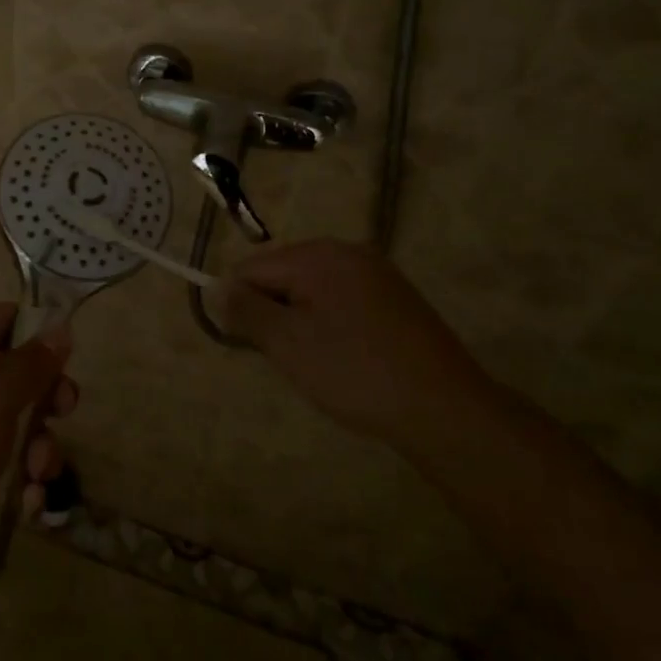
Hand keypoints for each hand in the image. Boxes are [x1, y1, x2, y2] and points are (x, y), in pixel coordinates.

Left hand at [0, 304, 76, 566]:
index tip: (67, 360)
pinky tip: (27, 507)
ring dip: (38, 452)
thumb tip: (59, 327)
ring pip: (16, 430)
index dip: (39, 333)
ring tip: (36, 477)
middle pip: (17, 377)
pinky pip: (2, 472)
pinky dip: (20, 486)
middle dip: (47, 401)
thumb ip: (32, 361)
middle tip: (62, 416)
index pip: (6, 318)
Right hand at [219, 239, 477, 444]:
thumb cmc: (355, 372)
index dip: (242, 306)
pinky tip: (347, 358)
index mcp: (318, 255)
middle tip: (290, 358)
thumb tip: (215, 287)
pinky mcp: (396, 298)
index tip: (255, 347)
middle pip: (282, 275)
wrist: (445, 409)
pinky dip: (331, 325)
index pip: (252, 268)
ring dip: (301, 322)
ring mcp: (377, 273)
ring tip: (319, 363)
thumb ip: (245, 310)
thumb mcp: (287, 343)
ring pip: (312, 290)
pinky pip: (342, 300)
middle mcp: (347, 251)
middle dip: (274, 313)